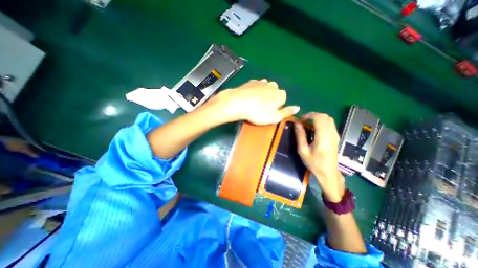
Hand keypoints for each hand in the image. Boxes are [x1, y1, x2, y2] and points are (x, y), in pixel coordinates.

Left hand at [209, 78, 296, 123]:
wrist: (238, 103)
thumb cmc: (257, 113)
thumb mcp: (274, 118)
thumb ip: (287, 112)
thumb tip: (297, 107)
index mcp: (280, 94)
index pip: (283, 101)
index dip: (276, 108)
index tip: (268, 113)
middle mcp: (273, 85)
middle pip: (274, 94)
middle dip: (270, 101)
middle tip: (261, 109)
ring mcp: (262, 82)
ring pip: (266, 90)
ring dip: (262, 96)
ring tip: (254, 104)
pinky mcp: (251, 82)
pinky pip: (257, 87)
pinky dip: (255, 92)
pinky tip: (249, 98)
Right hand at [293, 112, 345, 201]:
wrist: (328, 172)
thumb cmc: (314, 163)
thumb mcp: (303, 150)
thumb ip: (300, 136)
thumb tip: (297, 124)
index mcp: (323, 137)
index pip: (319, 118)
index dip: (309, 115)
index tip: (301, 119)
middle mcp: (331, 134)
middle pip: (325, 117)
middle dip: (313, 115)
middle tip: (304, 121)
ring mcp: (335, 135)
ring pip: (329, 119)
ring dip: (318, 118)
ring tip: (309, 123)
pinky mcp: (336, 137)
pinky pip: (331, 124)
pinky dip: (322, 122)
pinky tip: (316, 128)